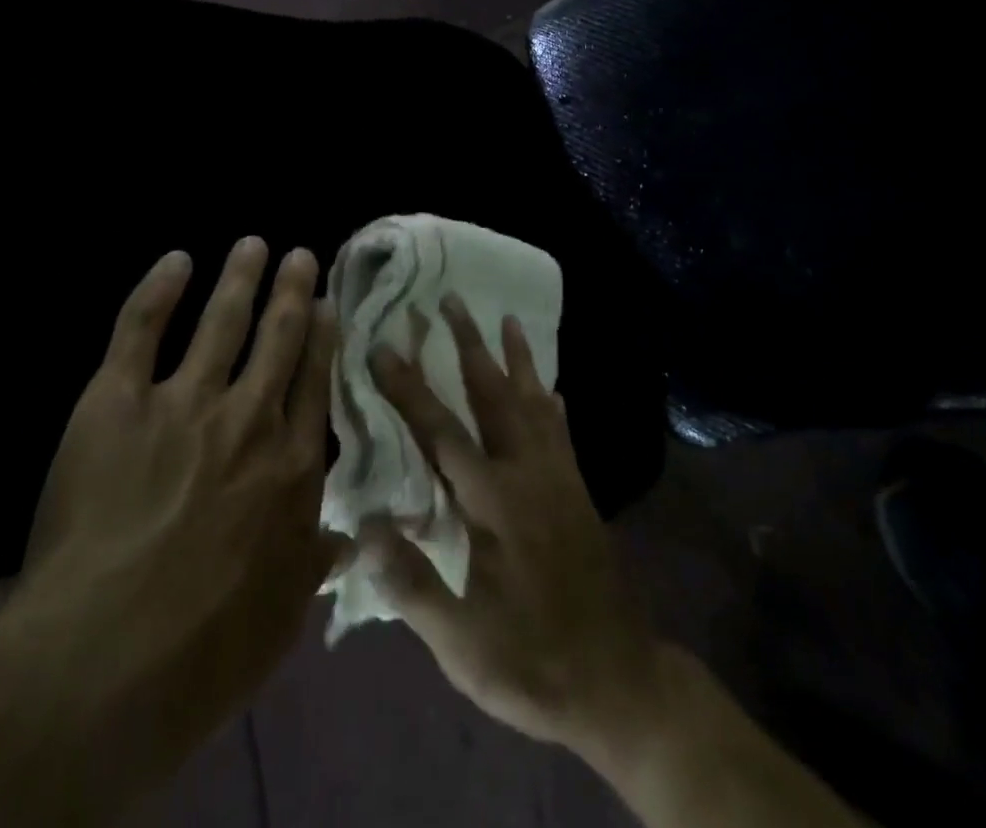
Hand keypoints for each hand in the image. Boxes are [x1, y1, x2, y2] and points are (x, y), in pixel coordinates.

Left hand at [8, 239, 340, 766]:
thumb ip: (314, 566)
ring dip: (240, 277)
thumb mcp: (282, 618)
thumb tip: (347, 539)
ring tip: (252, 244)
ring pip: (221, 321)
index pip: (315, 383)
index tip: (328, 305)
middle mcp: (248, 419)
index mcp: (291, 466)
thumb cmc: (204, 651)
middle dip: (292, 291)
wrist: (103, 660)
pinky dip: (158, 290)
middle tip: (300, 254)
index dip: (322, 339)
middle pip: (279, 337)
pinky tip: (175, 260)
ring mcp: (183, 402)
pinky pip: (140, 329)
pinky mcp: (117, 401)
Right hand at [365, 297, 660, 753]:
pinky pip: (562, 432)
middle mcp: (527, 474)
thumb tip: (364, 526)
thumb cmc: (534, 663)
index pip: (441, 431)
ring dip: (518, 358)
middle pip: (494, 395)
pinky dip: (553, 403)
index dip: (409, 388)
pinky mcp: (579, 493)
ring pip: (534, 402)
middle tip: (452, 300)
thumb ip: (412, 584)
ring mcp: (559, 479)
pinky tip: (553, 388)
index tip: (385, 346)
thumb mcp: (463, 643)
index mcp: (493, 502)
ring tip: (510, 318)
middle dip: (469, 345)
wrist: (621, 684)